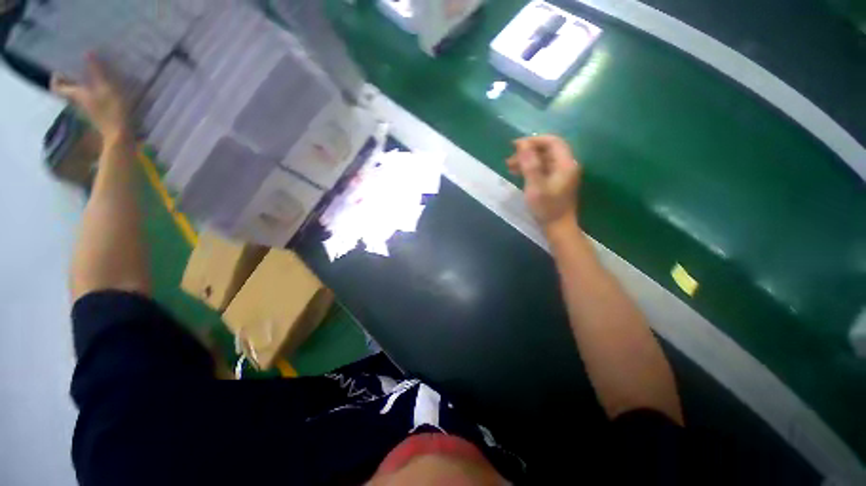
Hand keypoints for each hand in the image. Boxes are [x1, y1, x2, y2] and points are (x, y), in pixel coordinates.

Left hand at [51, 54, 130, 141]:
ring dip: (79, 87)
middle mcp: (77, 101)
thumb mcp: (105, 88)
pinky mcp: (96, 114)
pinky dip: (89, 94)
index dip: (55, 79)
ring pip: (77, 95)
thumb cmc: (111, 110)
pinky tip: (98, 90)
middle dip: (68, 81)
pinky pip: (88, 101)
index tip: (58, 70)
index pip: (57, 87)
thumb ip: (96, 70)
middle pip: (66, 91)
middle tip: (73, 70)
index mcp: (75, 94)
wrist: (119, 134)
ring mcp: (87, 109)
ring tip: (87, 77)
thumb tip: (87, 51)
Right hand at [507, 135, 581, 232]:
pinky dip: (530, 169)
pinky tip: (519, 174)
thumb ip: (529, 164)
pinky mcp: (556, 182)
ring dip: (527, 161)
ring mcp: (562, 174)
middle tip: (509, 160)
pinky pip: (543, 169)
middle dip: (527, 152)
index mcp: (565, 164)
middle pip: (547, 150)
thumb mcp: (535, 186)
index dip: (533, 140)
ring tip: (510, 167)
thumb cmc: (546, 207)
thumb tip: (522, 144)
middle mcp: (566, 166)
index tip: (515, 146)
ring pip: (543, 160)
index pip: (552, 142)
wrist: (558, 227)